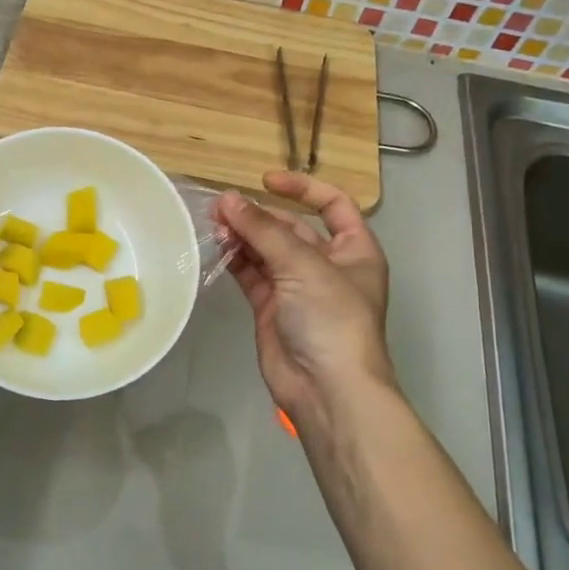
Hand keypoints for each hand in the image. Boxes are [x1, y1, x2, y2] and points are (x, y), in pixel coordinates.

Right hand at [216, 172, 394, 440]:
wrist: (327, 389)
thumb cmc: (332, 318)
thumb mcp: (303, 266)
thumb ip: (263, 230)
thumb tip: (228, 199)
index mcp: (354, 250)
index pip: (332, 205)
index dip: (302, 188)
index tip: (266, 180)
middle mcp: (327, 265)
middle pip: (291, 228)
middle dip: (259, 215)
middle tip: (222, 207)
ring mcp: (297, 288)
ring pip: (266, 250)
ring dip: (243, 235)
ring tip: (213, 224)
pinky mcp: (271, 308)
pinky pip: (251, 274)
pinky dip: (235, 259)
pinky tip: (216, 247)